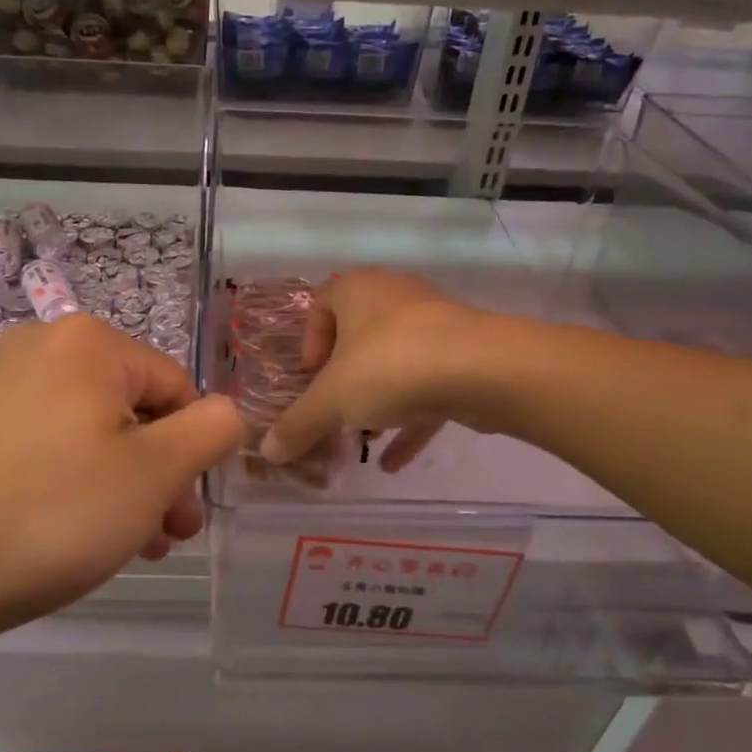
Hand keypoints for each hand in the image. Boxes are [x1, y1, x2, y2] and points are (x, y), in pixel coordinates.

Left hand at [0, 316, 244, 642]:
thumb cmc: (56, 514)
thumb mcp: (156, 472)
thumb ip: (212, 430)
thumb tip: (226, 412)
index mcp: (89, 341)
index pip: (177, 388)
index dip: (191, 451)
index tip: (184, 513)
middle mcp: (42, 345)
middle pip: (133, 408)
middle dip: (158, 473)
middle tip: (164, 536)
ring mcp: (0, 381)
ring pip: (93, 430)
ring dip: (123, 483)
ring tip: (128, 544)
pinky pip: (50, 441)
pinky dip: (75, 479)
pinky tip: (77, 530)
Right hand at [259, 269, 485, 472]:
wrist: (483, 369)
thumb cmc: (391, 366)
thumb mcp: (331, 400)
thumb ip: (298, 424)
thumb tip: (268, 452)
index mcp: (358, 290)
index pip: (322, 302)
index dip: (309, 341)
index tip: (310, 378)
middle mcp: (395, 297)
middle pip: (359, 335)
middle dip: (344, 376)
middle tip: (334, 407)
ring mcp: (434, 324)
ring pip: (395, 361)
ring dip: (377, 399)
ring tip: (363, 436)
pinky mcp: (462, 355)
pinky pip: (426, 387)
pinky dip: (409, 420)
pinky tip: (394, 462)